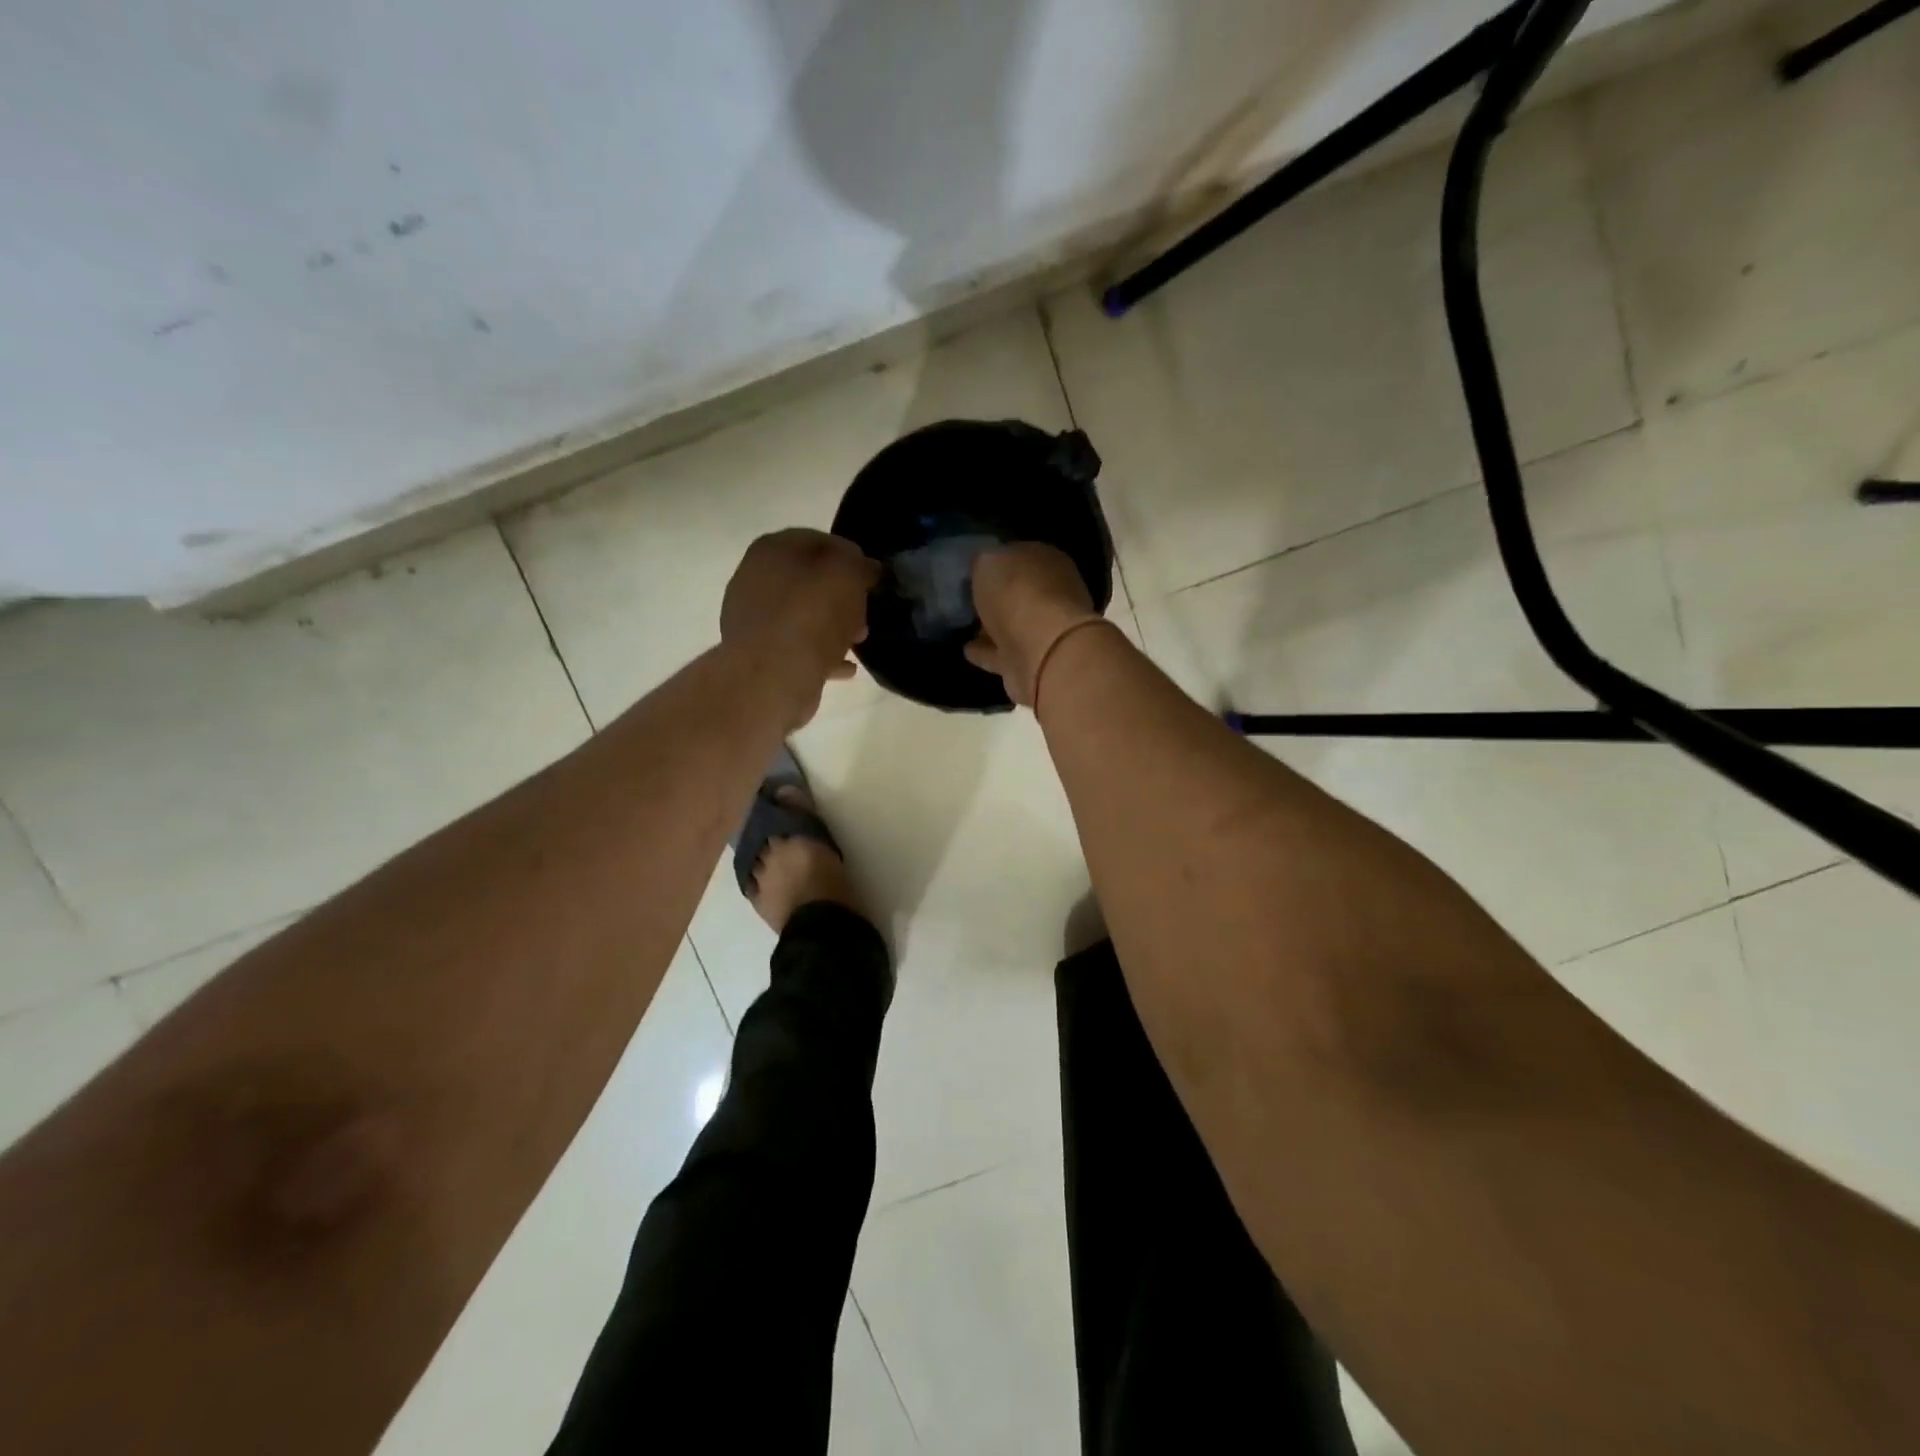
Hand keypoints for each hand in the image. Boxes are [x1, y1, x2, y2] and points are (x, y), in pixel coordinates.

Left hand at [721, 530, 878, 724]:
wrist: (772, 677)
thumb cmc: (811, 616)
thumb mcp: (847, 576)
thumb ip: (859, 564)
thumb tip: (866, 568)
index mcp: (772, 550)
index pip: (818, 541)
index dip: (850, 556)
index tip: (872, 577)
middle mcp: (754, 578)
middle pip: (808, 580)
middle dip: (841, 595)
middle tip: (866, 611)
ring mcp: (753, 619)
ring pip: (803, 614)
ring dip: (833, 625)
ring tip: (859, 640)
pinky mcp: (758, 654)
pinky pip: (798, 646)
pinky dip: (822, 653)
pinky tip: (845, 667)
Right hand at [967, 543, 1104, 708]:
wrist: (1042, 651)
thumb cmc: (1017, 593)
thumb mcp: (989, 560)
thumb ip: (985, 561)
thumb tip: (983, 566)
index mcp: (1047, 560)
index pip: (1019, 555)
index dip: (997, 560)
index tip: (974, 568)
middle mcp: (1051, 594)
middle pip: (1018, 591)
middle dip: (997, 595)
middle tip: (968, 597)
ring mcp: (1043, 631)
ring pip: (1011, 624)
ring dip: (991, 626)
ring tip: (965, 625)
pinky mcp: (1030, 663)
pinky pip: (1002, 653)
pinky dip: (986, 652)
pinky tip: (966, 649)